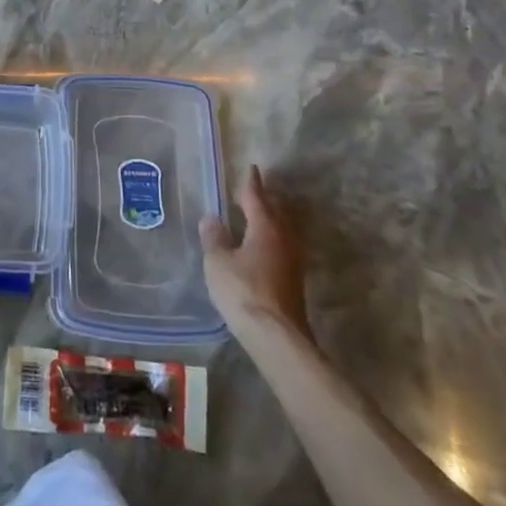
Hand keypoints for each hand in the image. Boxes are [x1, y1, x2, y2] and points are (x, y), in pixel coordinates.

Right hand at [200, 165, 311, 342]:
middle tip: (253, 190)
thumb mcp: (218, 262)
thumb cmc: (243, 291)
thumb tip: (211, 218)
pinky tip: (263, 246)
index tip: (252, 168)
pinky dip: (272, 238)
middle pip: (275, 211)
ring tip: (257, 215)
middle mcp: (283, 238)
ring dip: (271, 219)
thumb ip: (214, 238)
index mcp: (265, 227)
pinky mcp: (293, 279)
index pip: (257, 197)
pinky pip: (282, 246)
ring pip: (282, 229)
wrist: (276, 337)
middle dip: (265, 199)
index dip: (251, 183)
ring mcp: (292, 260)